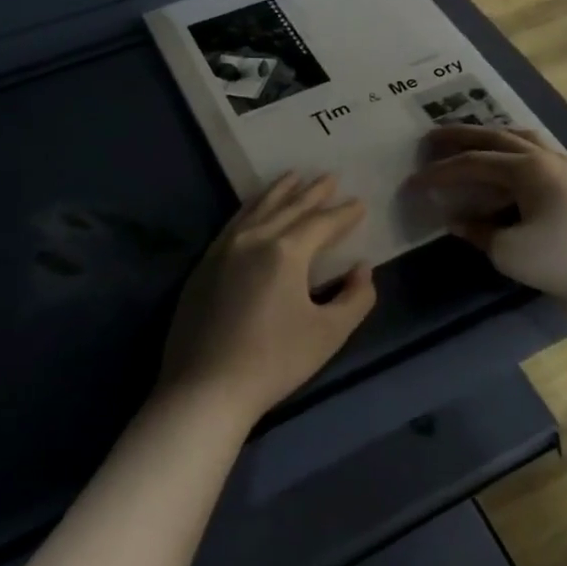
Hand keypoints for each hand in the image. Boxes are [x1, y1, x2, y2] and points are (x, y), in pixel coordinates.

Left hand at [161, 174, 377, 426]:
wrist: (205, 389)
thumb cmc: (274, 361)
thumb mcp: (329, 333)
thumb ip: (356, 297)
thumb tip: (362, 269)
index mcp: (285, 252)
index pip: (321, 223)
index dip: (344, 213)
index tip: (359, 203)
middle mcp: (253, 239)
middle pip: (288, 207)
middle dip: (312, 192)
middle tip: (329, 176)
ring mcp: (223, 250)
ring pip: (256, 209)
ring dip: (278, 192)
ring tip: (292, 176)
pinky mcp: (204, 266)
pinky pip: (233, 224)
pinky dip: (250, 209)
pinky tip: (254, 210)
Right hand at [408, 127, 566, 306]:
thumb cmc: (563, 259)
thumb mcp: (509, 251)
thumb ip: (477, 231)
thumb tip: (454, 219)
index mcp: (526, 169)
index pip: (472, 163)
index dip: (439, 173)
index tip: (412, 182)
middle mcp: (544, 156)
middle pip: (494, 136)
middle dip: (459, 137)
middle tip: (430, 138)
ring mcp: (564, 163)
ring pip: (519, 136)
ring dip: (489, 136)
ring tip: (468, 141)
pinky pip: (535, 148)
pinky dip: (511, 147)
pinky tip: (507, 160)